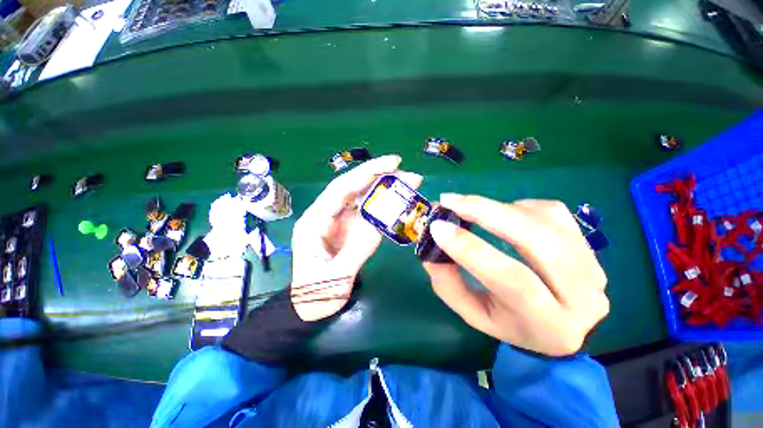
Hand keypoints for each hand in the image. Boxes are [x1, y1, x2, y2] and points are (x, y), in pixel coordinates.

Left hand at [290, 155, 421, 320]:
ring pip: (359, 196)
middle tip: (404, 169)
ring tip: (406, 181)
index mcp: (314, 222)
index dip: (365, 174)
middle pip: (351, 187)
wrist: (310, 306)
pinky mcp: (347, 227)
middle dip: (377, 175)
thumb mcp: (336, 277)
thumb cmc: (316, 294)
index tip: (391, 164)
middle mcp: (325, 214)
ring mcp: (337, 220)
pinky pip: (365, 210)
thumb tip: (381, 223)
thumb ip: (358, 248)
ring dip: (382, 186)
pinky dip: (381, 202)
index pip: (341, 189)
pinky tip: (396, 198)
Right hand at [423, 195, 608, 355]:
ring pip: (544, 219)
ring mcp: (592, 265)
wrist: (563, 326)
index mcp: (548, 323)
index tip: (438, 226)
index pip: (512, 280)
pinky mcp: (589, 244)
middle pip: (536, 240)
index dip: (471, 249)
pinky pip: (552, 210)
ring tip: (471, 208)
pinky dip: (519, 206)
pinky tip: (504, 215)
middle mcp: (581, 295)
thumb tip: (431, 250)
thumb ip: (449, 285)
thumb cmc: (511, 323)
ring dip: (498, 207)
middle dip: (486, 212)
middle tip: (450, 200)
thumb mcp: (473, 314)